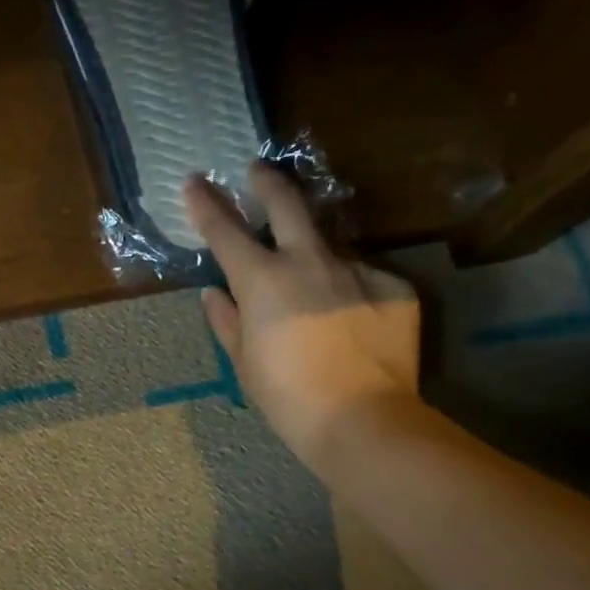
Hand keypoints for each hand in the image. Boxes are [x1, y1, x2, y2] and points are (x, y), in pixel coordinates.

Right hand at [183, 162, 420, 471]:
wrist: (363, 420)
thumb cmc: (286, 395)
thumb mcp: (244, 361)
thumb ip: (227, 320)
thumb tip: (213, 294)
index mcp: (262, 279)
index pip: (225, 230)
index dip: (206, 203)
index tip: (194, 181)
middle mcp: (309, 261)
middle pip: (287, 205)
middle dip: (267, 182)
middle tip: (258, 169)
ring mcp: (357, 270)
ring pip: (330, 246)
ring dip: (314, 254)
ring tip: (313, 287)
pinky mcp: (394, 287)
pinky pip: (365, 278)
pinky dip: (350, 291)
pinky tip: (352, 321)